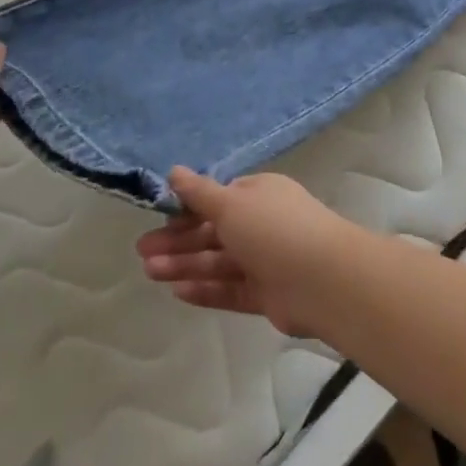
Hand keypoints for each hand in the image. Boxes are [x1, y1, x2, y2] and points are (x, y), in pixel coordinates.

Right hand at [136, 167, 367, 337]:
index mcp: (259, 194)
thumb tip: (174, 171)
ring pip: (218, 261)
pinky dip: (206, 289)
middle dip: (178, 240)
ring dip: (185, 264)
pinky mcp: (268, 295)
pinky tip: (177, 292)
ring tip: (150, 272)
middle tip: (142, 252)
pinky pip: (230, 288)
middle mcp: (262, 223)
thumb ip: (199, 193)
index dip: (187, 208)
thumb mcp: (231, 204)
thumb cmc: (274, 229)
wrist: (323, 280)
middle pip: (213, 231)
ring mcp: (266, 260)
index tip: (158, 218)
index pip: (217, 199)